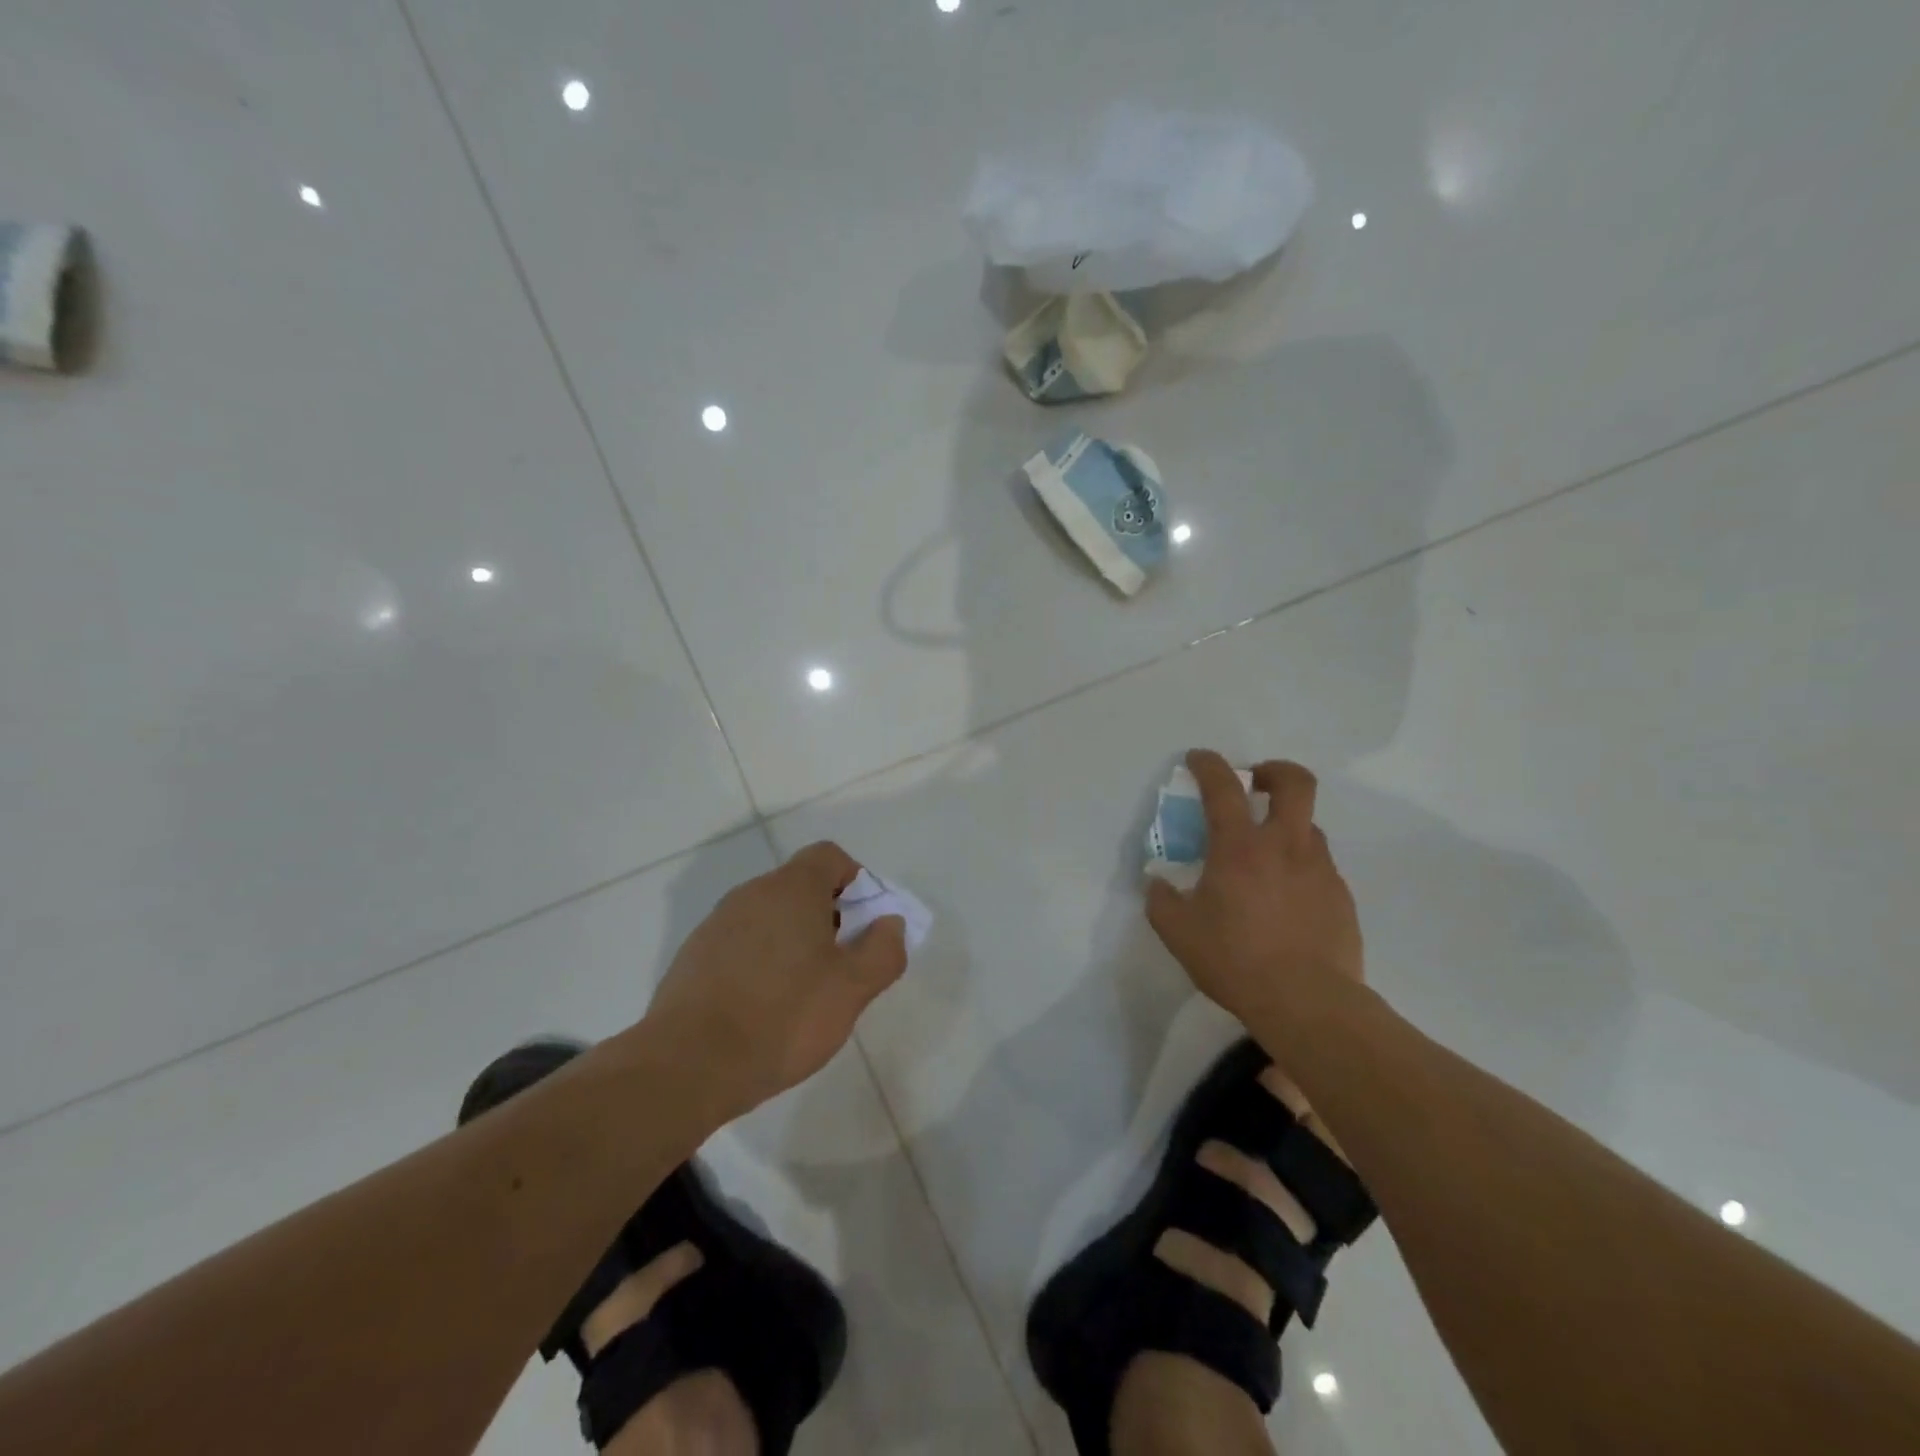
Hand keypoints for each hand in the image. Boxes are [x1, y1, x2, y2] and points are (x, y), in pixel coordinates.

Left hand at [643, 842, 906, 1119]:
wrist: (687, 1065)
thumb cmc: (783, 1017)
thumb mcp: (852, 989)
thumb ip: (883, 950)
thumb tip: (889, 923)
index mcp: (791, 889)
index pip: (830, 856)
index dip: (856, 882)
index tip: (864, 925)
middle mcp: (751, 893)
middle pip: (801, 886)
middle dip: (829, 917)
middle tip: (841, 967)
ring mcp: (717, 924)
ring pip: (771, 917)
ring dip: (794, 941)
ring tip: (803, 994)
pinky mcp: (695, 956)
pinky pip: (742, 943)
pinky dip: (761, 962)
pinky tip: (764, 1008)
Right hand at [1146, 750, 1363, 1027]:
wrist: (1308, 1003)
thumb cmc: (1235, 959)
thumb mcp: (1178, 932)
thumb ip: (1162, 900)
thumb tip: (1158, 883)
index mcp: (1240, 847)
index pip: (1224, 786)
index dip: (1209, 764)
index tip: (1198, 759)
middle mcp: (1285, 845)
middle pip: (1295, 782)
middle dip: (1274, 771)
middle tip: (1256, 783)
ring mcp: (1320, 869)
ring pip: (1309, 826)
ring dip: (1286, 826)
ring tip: (1265, 858)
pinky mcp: (1341, 896)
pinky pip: (1319, 866)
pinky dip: (1299, 868)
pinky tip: (1285, 901)